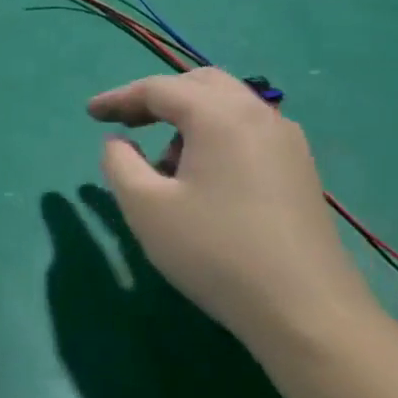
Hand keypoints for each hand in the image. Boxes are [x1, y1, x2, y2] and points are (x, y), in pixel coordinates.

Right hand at [88, 68, 381, 355]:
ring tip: (162, 162)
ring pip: (228, 105)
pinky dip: (215, 135)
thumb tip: (119, 141)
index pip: (158, 88)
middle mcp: (258, 115)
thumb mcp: (144, 206)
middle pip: (199, 84)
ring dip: (188, 118)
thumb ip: (118, 162)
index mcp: (219, 115)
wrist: (307, 313)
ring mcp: (287, 142)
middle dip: (157, 98)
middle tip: (126, 122)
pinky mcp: (300, 170)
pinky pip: (248, 130)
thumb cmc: (215, 252)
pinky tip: (203, 177)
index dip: (118, 98)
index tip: (90, 114)